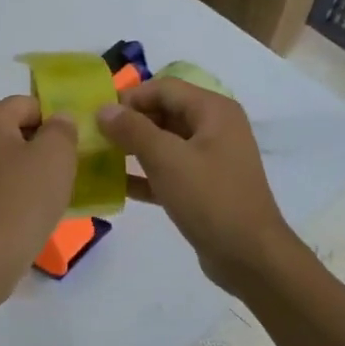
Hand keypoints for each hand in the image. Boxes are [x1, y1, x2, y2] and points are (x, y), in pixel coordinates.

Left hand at [0, 96, 78, 290]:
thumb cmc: (22, 199)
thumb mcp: (56, 156)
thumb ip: (62, 129)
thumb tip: (58, 120)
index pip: (28, 104)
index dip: (56, 120)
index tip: (76, 145)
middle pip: (15, 130)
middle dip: (44, 146)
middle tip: (70, 169)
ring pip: (7, 159)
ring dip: (32, 171)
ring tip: (56, 192)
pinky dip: (17, 191)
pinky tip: (34, 211)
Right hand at [96, 79, 293, 291]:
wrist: (249, 257)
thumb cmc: (210, 199)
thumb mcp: (167, 160)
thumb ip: (132, 130)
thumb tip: (103, 109)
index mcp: (213, 111)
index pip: (163, 88)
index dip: (129, 98)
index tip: (98, 117)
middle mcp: (214, 128)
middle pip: (164, 112)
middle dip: (129, 123)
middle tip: (95, 137)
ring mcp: (210, 159)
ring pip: (164, 143)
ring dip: (133, 148)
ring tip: (99, 158)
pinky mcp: (203, 187)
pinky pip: (169, 170)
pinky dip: (145, 174)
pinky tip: (116, 185)